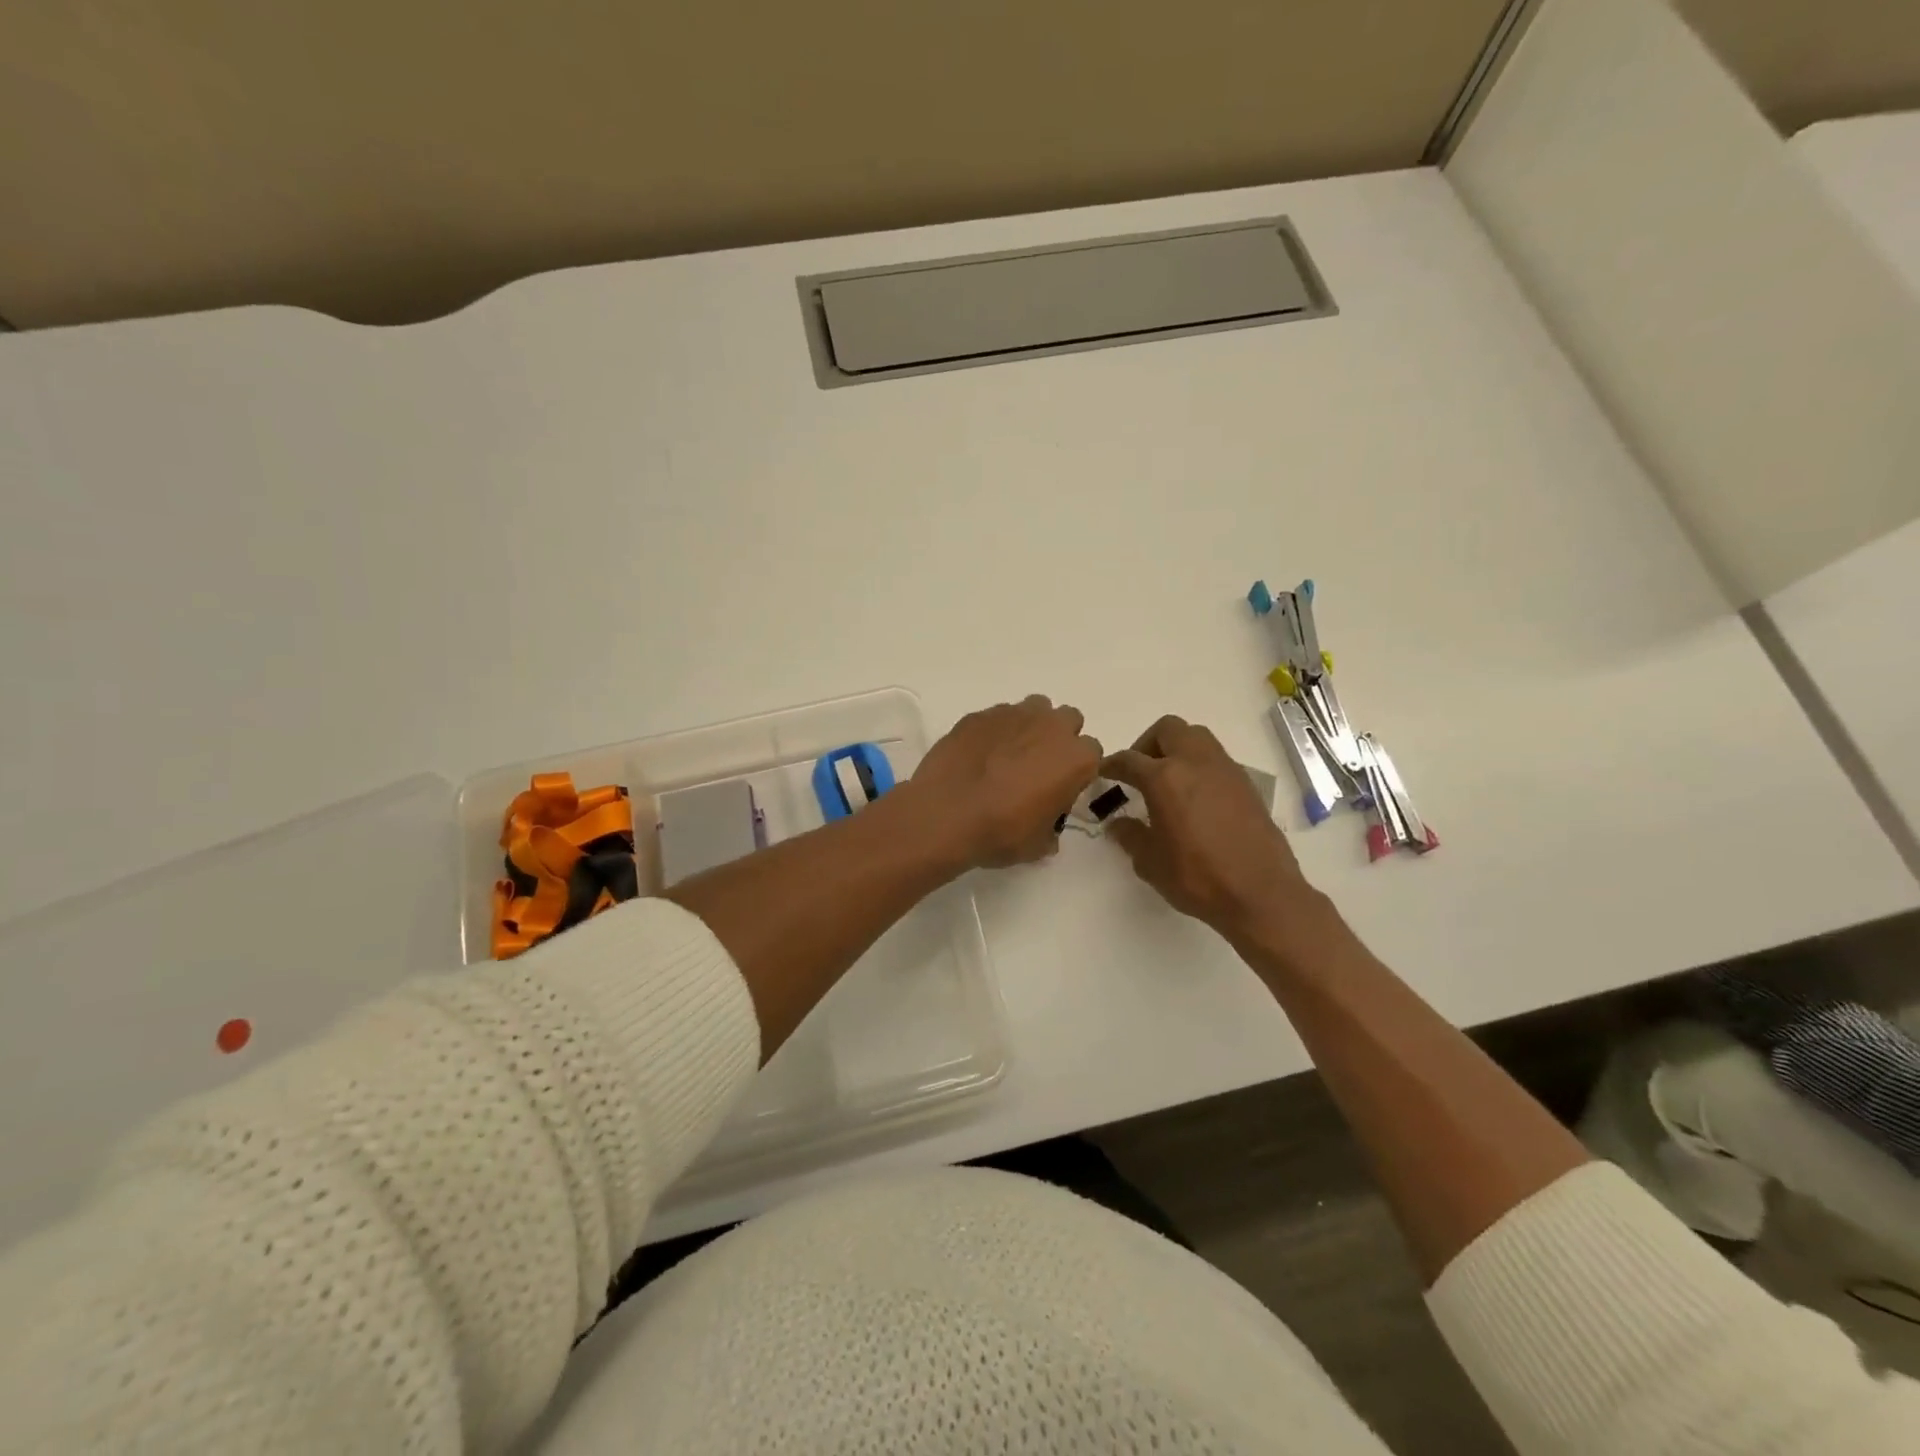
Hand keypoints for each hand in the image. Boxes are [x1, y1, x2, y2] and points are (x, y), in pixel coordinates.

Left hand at [906, 696, 1102, 869]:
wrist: (945, 814)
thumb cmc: (1001, 832)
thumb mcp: (1037, 845)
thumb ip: (1051, 830)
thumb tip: (1047, 830)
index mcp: (1076, 758)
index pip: (1092, 754)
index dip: (1076, 771)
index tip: (1059, 787)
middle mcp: (1051, 727)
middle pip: (1067, 720)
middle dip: (1057, 738)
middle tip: (1037, 767)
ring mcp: (1014, 714)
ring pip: (1034, 709)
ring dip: (1029, 727)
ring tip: (1008, 755)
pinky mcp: (980, 714)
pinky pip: (997, 716)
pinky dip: (995, 731)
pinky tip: (979, 755)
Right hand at [1102, 715, 1317, 943]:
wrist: (1261, 893)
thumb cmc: (1198, 878)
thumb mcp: (1150, 862)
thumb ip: (1130, 836)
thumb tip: (1118, 824)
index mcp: (1165, 778)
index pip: (1129, 759)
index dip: (1111, 765)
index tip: (1103, 773)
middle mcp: (1195, 762)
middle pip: (1167, 729)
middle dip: (1147, 743)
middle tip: (1139, 771)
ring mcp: (1225, 770)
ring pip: (1196, 737)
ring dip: (1177, 749)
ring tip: (1168, 780)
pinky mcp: (1246, 784)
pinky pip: (1216, 759)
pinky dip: (1199, 766)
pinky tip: (1196, 798)